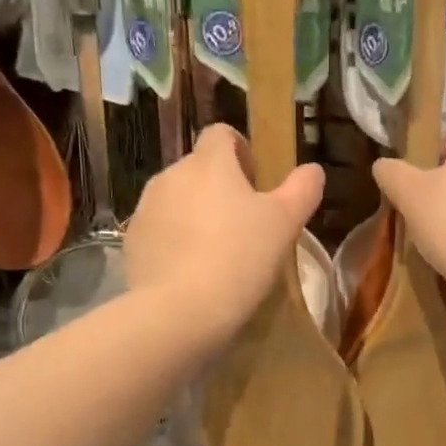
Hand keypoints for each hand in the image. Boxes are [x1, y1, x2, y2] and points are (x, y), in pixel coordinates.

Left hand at [126, 124, 323, 341]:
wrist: (180, 311)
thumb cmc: (240, 257)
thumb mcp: (285, 224)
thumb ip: (302, 190)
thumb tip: (312, 170)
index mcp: (209, 162)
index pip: (221, 134)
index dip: (241, 151)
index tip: (256, 182)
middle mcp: (171, 175)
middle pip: (199, 169)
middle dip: (220, 188)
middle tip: (246, 225)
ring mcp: (146, 208)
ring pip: (177, 200)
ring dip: (197, 214)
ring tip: (218, 252)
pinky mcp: (132, 241)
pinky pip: (160, 230)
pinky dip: (176, 241)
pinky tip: (193, 272)